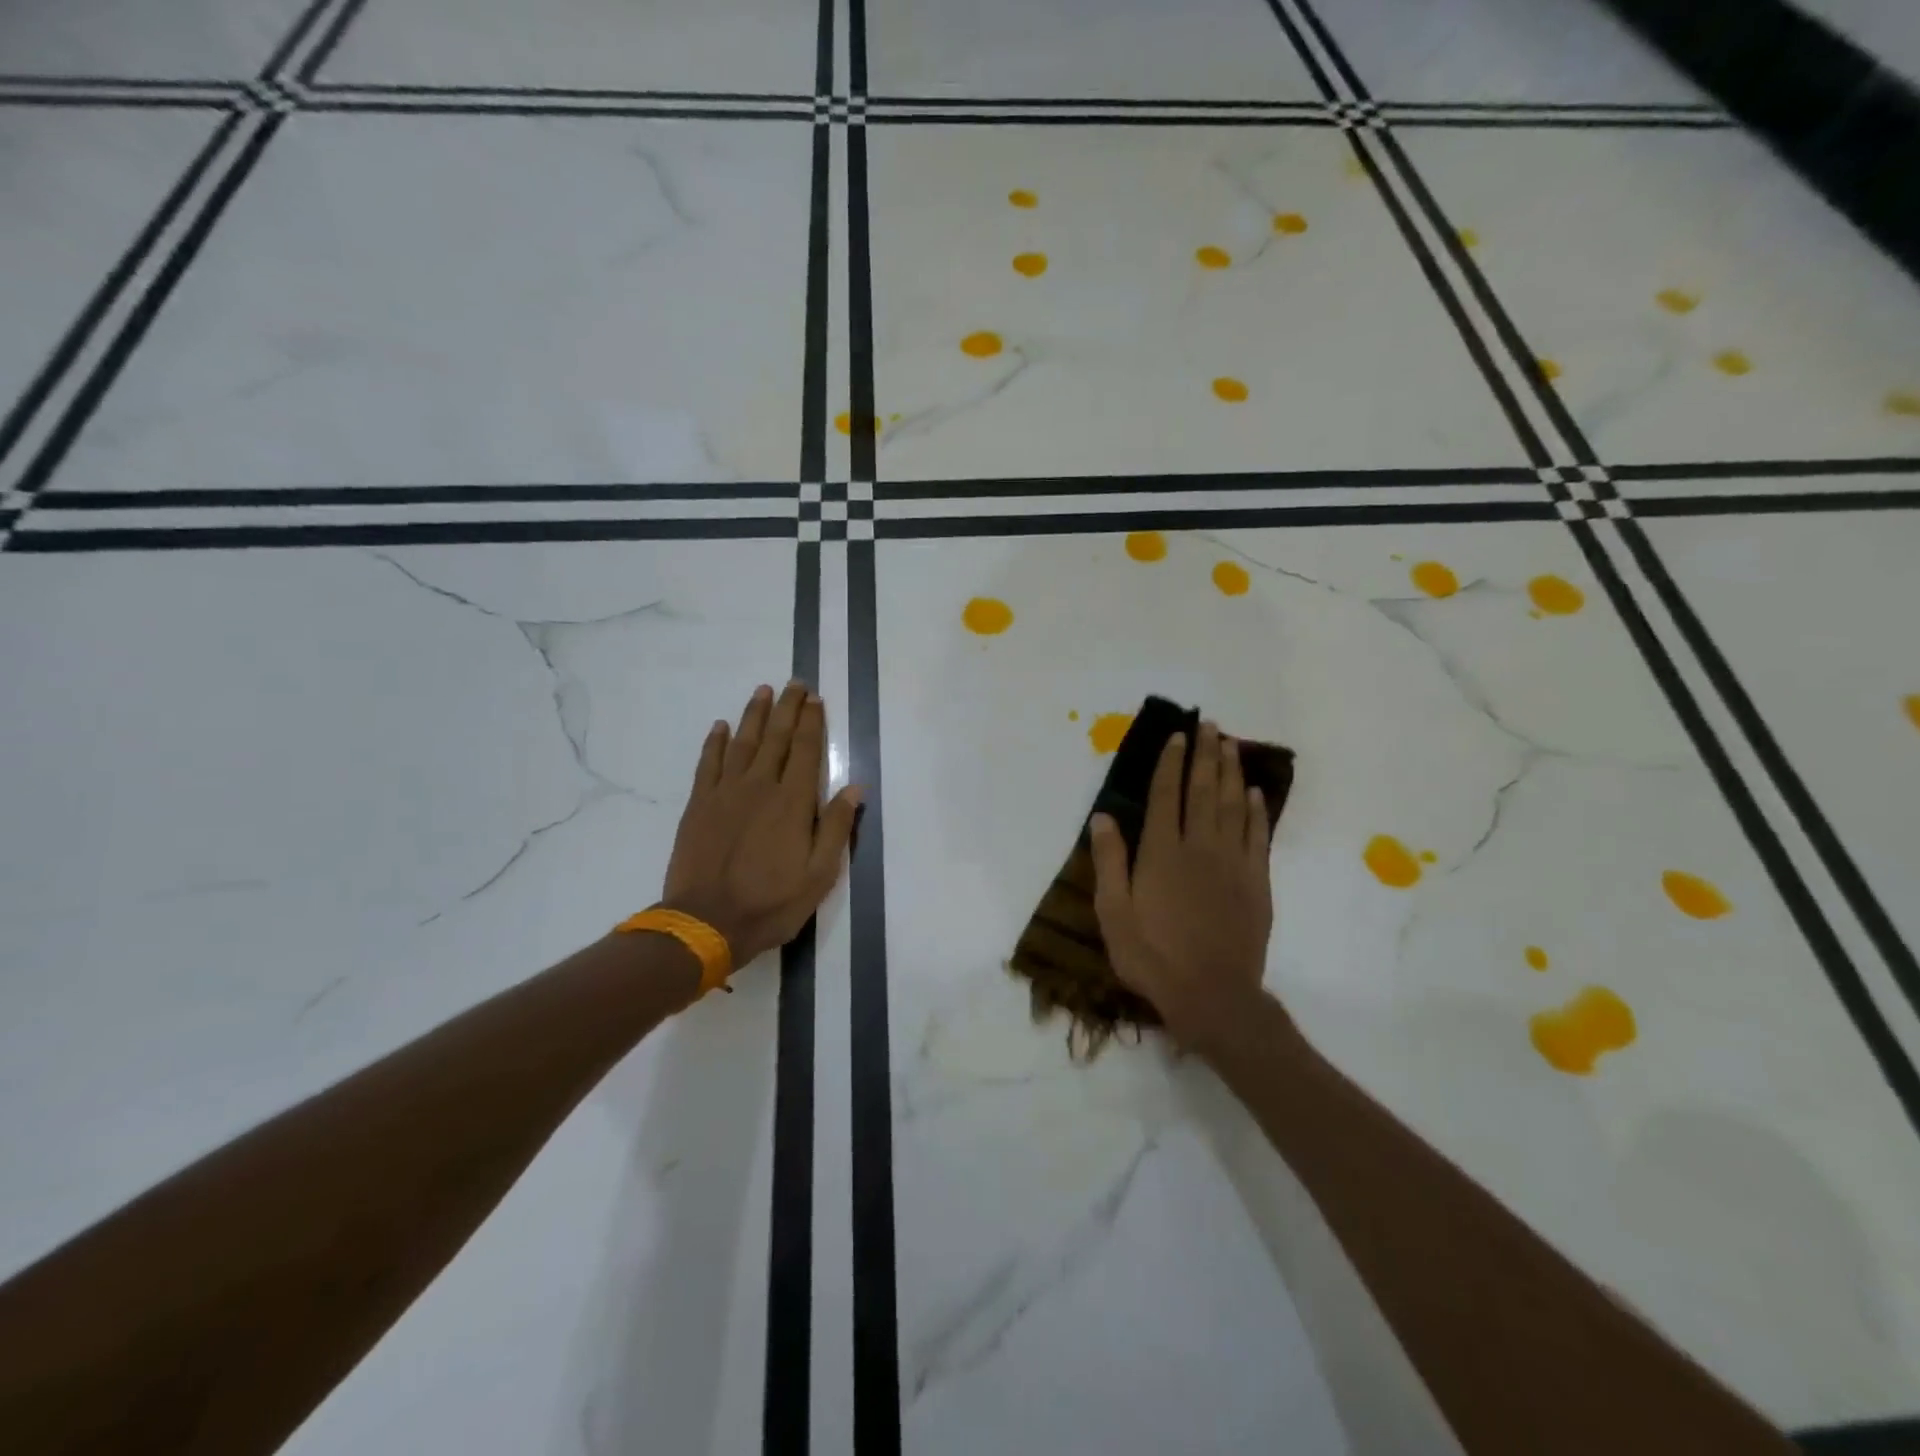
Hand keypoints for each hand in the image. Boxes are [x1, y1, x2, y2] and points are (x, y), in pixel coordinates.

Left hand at [661, 681, 862, 967]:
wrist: (707, 922)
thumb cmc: (771, 902)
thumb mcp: (819, 874)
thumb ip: (836, 827)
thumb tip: (854, 787)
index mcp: (792, 802)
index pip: (806, 751)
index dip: (812, 722)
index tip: (816, 699)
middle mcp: (760, 787)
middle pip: (776, 738)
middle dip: (787, 708)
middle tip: (794, 683)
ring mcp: (725, 793)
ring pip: (742, 743)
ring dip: (754, 715)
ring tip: (763, 691)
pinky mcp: (699, 805)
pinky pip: (708, 764)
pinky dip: (715, 742)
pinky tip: (721, 726)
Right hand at [1088, 722, 1275, 1052]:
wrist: (1212, 994)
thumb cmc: (1152, 955)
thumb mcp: (1113, 912)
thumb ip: (1110, 861)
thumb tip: (1104, 816)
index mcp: (1162, 852)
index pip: (1166, 795)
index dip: (1171, 763)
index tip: (1177, 736)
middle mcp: (1200, 847)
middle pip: (1203, 790)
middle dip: (1205, 754)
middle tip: (1210, 725)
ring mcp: (1233, 863)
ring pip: (1232, 805)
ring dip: (1231, 772)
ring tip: (1231, 744)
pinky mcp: (1257, 882)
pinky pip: (1258, 836)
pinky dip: (1256, 810)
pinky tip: (1254, 793)